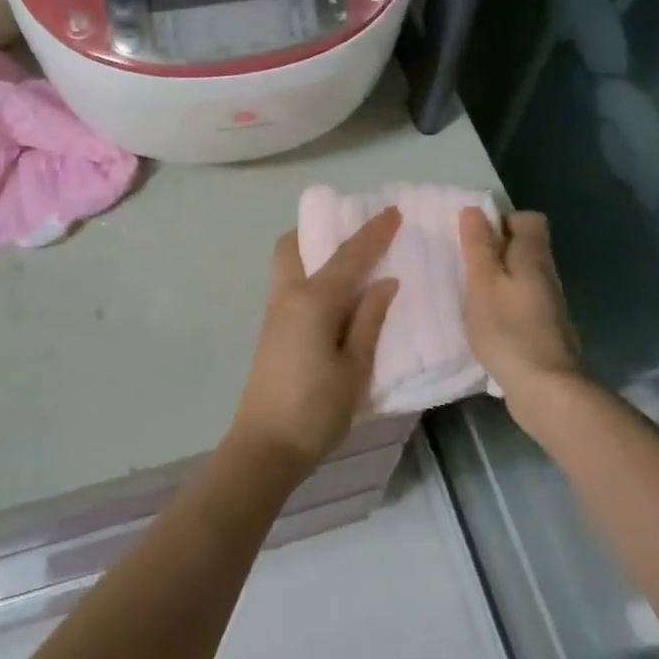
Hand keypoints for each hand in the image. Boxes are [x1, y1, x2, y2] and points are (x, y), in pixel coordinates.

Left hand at [230, 208, 401, 476]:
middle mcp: (288, 295)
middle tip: (354, 233)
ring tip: (349, 261)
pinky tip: (335, 294)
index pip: (349, 256)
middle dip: (321, 229)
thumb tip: (385, 281)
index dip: (373, 232)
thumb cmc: (317, 410)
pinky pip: (290, 284)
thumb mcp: (355, 367)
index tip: (393, 211)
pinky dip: (310, 274)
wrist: (265, 447)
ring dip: (314, 251)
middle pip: (295, 244)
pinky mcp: (271, 329)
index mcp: (314, 300)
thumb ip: (369, 320)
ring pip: (289, 263)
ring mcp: (275, 311)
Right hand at [460, 208, 583, 425]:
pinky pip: (522, 302)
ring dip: (497, 279)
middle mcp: (547, 274)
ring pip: (522, 276)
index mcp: (533, 256)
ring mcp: (548, 304)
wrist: (546, 388)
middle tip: (465, 266)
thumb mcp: (483, 283)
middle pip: (524, 247)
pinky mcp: (544, 329)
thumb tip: (475, 209)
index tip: (475, 237)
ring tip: (469, 294)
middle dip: (495, 250)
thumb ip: (479, 246)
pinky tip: (485, 322)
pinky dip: (504, 304)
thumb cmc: (508, 329)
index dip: (502, 220)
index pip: (528, 219)